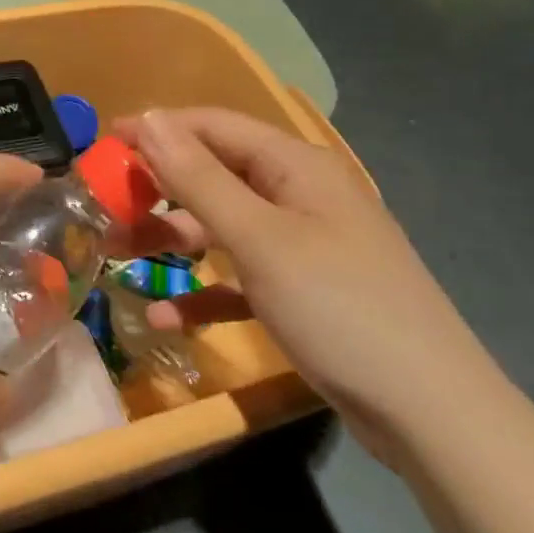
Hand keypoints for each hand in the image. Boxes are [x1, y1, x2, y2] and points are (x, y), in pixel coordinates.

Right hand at [118, 108, 506, 465]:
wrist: (431, 413)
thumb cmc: (338, 306)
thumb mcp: (259, 238)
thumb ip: (198, 177)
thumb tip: (150, 119)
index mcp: (295, 166)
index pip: (213, 126)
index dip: (157, 129)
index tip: (103, 142)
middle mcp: (299, 196)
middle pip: (214, 175)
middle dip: (158, 189)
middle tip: (105, 206)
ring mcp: (303, 246)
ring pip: (222, 228)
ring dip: (172, 240)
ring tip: (117, 255)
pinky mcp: (303, 293)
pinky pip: (240, 279)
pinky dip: (204, 292)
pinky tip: (163, 317)